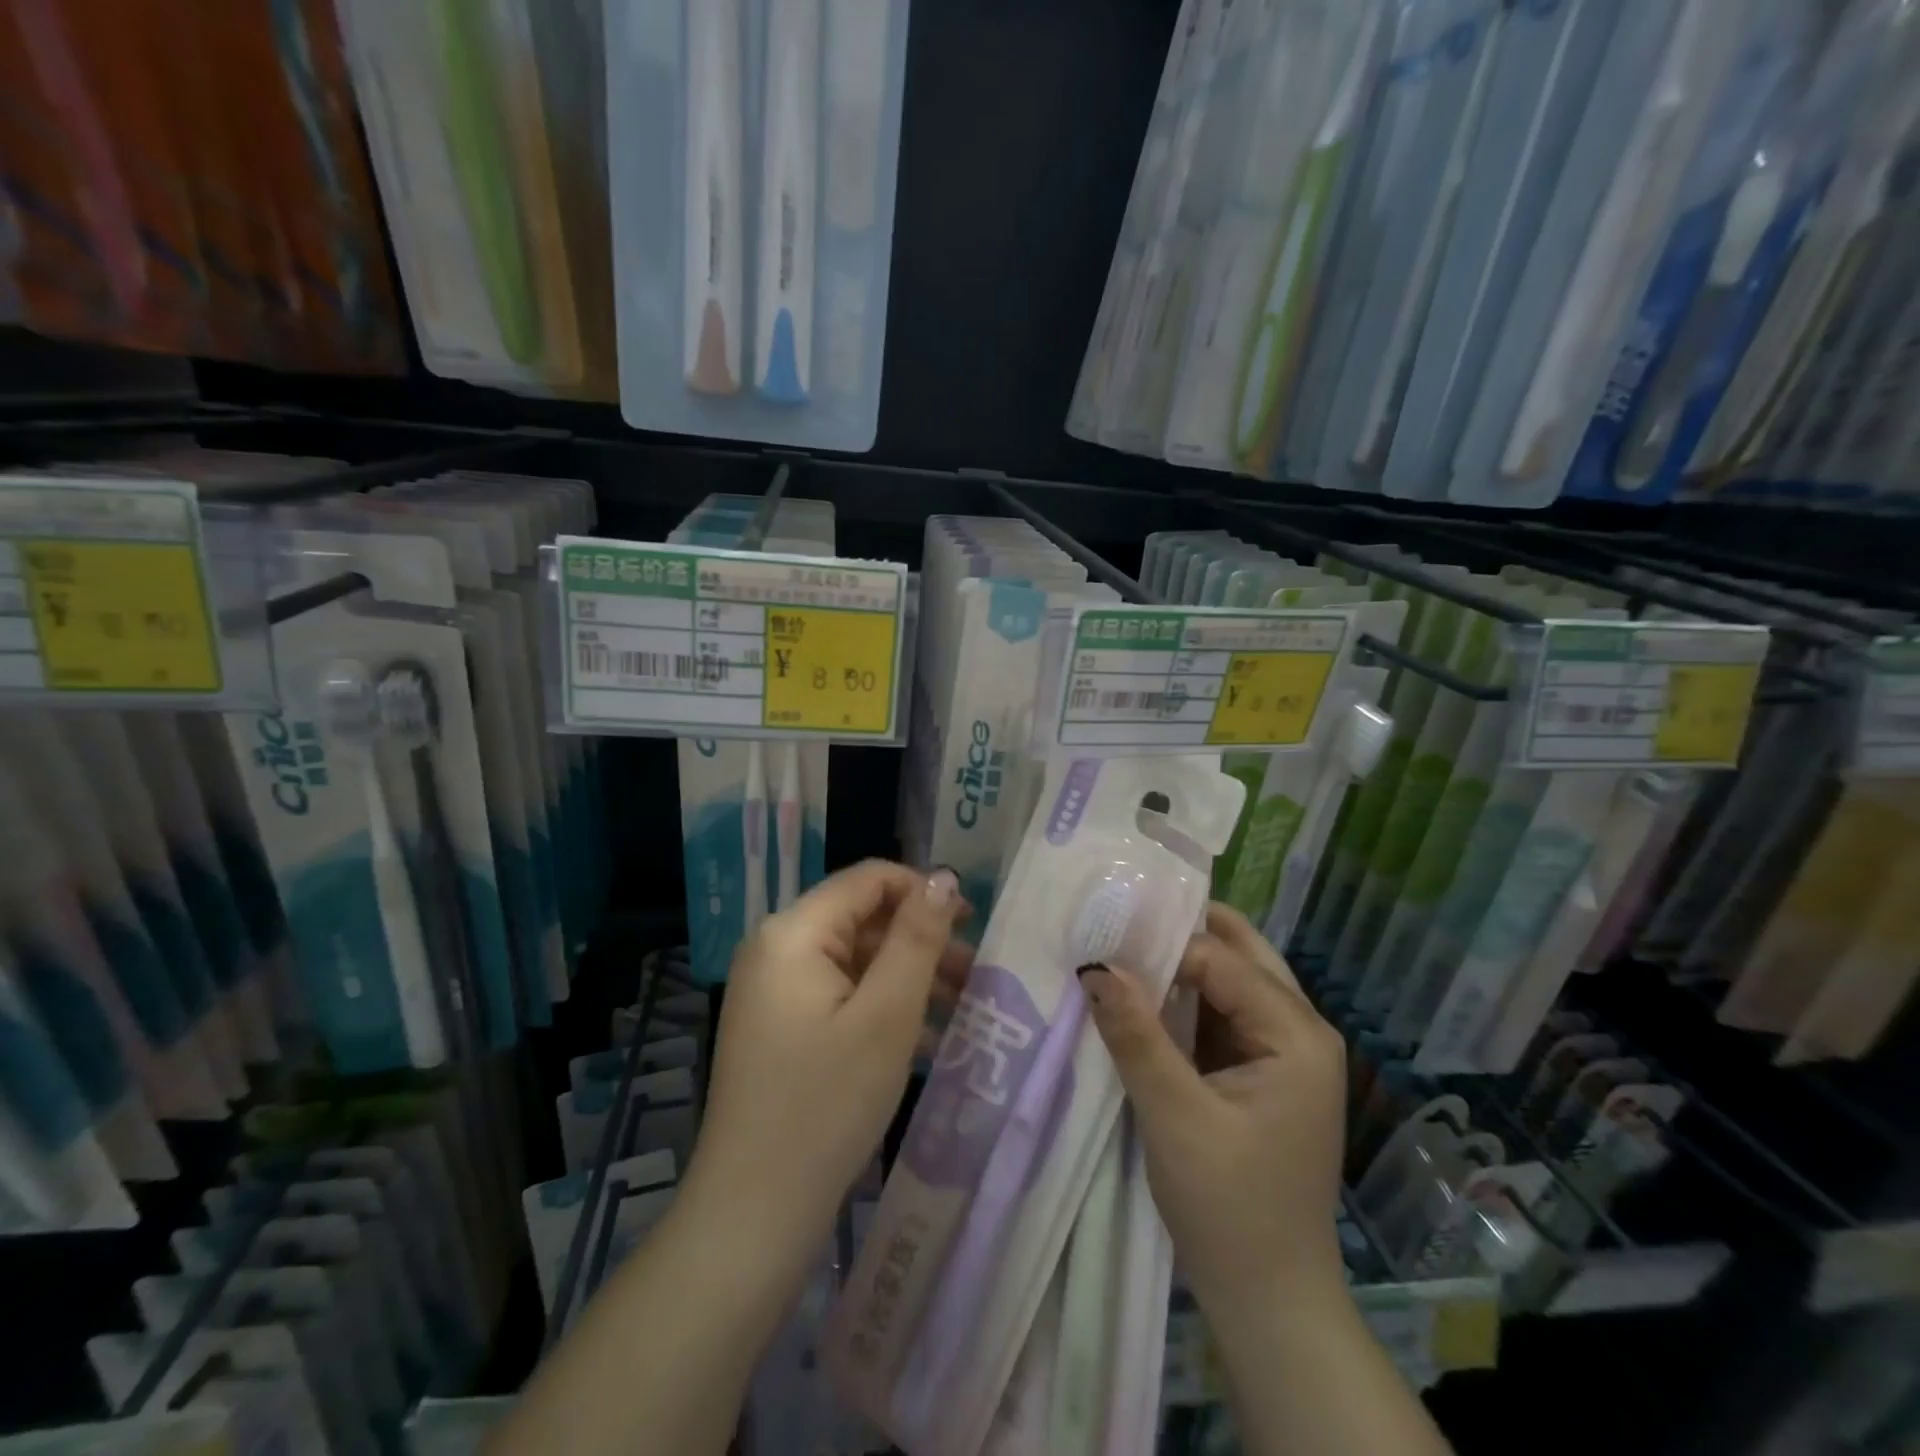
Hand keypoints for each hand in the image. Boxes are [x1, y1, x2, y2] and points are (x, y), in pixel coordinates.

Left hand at [688, 861, 971, 1246]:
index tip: (972, 924)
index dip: (923, 891)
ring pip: (856, 961)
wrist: (752, 1213)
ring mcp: (773, 991)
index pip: (868, 879)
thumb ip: (917, 938)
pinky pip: (840, 996)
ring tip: (962, 1007)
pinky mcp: (779, 1027)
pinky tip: (926, 1041)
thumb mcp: (887, 1015)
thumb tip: (942, 877)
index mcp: (793, 932)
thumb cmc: (826, 1104)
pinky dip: (882, 1007)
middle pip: (863, 920)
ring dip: (908, 978)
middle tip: (976, 974)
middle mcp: (776, 948)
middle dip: (921, 942)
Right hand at [1081, 903, 1347, 1327]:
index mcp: (1297, 1035)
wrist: (1269, 1302)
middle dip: (1180, 935)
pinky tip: (1142, 996)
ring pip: (1230, 981)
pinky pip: (1222, 1014)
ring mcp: (1285, 1052)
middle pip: (1240, 954)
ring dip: (1179, 966)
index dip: (1161, 945)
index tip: (1103, 936)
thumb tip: (1096, 965)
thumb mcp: (1174, 1116)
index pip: (1221, 959)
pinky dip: (1184, 1000)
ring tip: (1120, 950)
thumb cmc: (1229, 1209)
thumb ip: (1136, 1034)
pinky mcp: (1263, 1072)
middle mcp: (1301, 1030)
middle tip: (1118, 922)